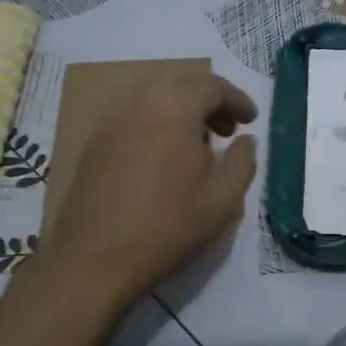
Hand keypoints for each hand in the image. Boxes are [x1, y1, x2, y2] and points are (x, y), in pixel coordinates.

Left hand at [44, 72, 258, 300]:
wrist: (93, 258)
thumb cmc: (166, 226)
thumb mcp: (222, 200)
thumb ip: (242, 162)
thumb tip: (246, 141)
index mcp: (173, 107)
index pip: (213, 86)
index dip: (237, 100)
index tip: (251, 121)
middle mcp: (139, 102)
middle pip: (182, 86)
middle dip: (210, 103)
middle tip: (229, 132)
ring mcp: (111, 120)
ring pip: (155, 100)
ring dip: (182, 113)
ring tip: (199, 146)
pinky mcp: (95, 142)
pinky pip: (135, 118)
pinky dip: (158, 125)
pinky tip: (165, 159)